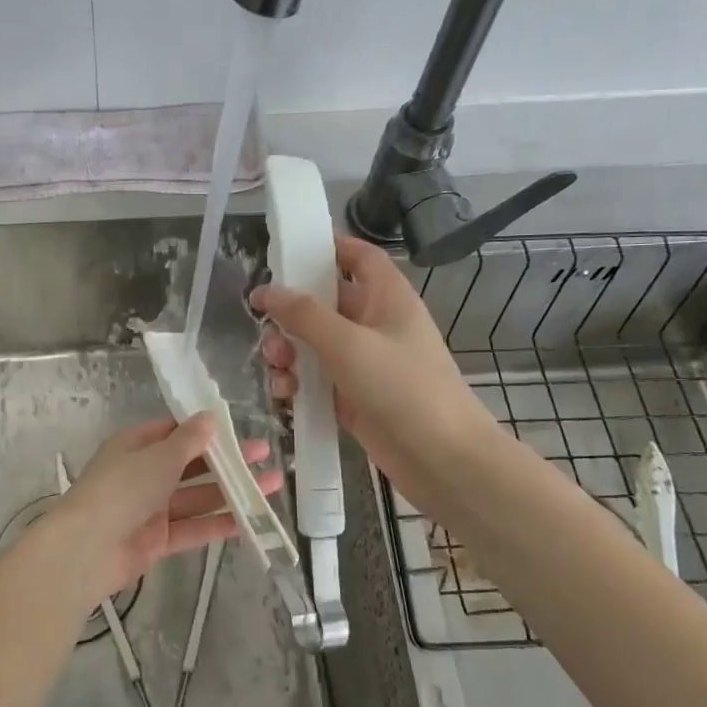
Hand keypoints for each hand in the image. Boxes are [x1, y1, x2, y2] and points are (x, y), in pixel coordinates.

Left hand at [41, 416, 280, 603]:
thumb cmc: (121, 489)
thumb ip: (188, 441)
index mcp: (135, 446)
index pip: (173, 431)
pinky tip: (252, 520)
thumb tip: (210, 417)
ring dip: (232, 491)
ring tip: (271, 485)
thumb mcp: (158, 458)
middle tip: (264, 454)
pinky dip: (219, 524)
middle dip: (227, 461)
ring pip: (197, 497)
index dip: (204, 429)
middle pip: (191, 464)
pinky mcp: (157, 540)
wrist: (86, 549)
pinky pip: (193, 528)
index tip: (237, 428)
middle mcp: (143, 474)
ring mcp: (150, 509)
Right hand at [251, 235, 498, 520]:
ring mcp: (364, 362)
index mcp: (387, 298)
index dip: (328, 247)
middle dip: (291, 311)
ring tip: (277, 365)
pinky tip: (285, 394)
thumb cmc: (403, 388)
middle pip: (325, 301)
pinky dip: (297, 381)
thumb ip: (304, 314)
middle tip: (265, 324)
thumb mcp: (349, 344)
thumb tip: (266, 291)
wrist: (442, 459)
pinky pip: (315, 378)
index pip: (358, 257)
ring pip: (314, 342)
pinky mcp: (352, 396)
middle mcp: (375, 324)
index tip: (286, 250)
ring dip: (288, 349)